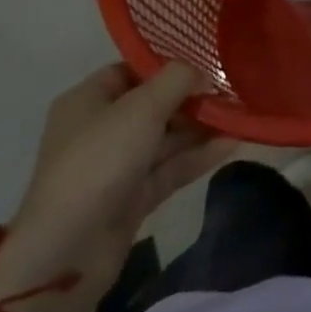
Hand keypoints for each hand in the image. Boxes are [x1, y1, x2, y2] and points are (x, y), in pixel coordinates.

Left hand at [0, 63, 234, 311]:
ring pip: (165, 138)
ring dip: (201, 128)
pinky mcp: (132, 198)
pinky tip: (233, 143)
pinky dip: (198, 156)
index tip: (207, 61)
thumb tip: (202, 72)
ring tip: (242, 114)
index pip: (132, 70)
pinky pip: (170, 168)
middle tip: (233, 88)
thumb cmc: (99, 161)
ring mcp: (116, 166)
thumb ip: (177, 80)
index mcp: (88, 100)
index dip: (168, 64)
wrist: (69, 250)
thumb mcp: (141, 108)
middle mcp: (100, 129)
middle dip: (191, 98)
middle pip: (153, 105)